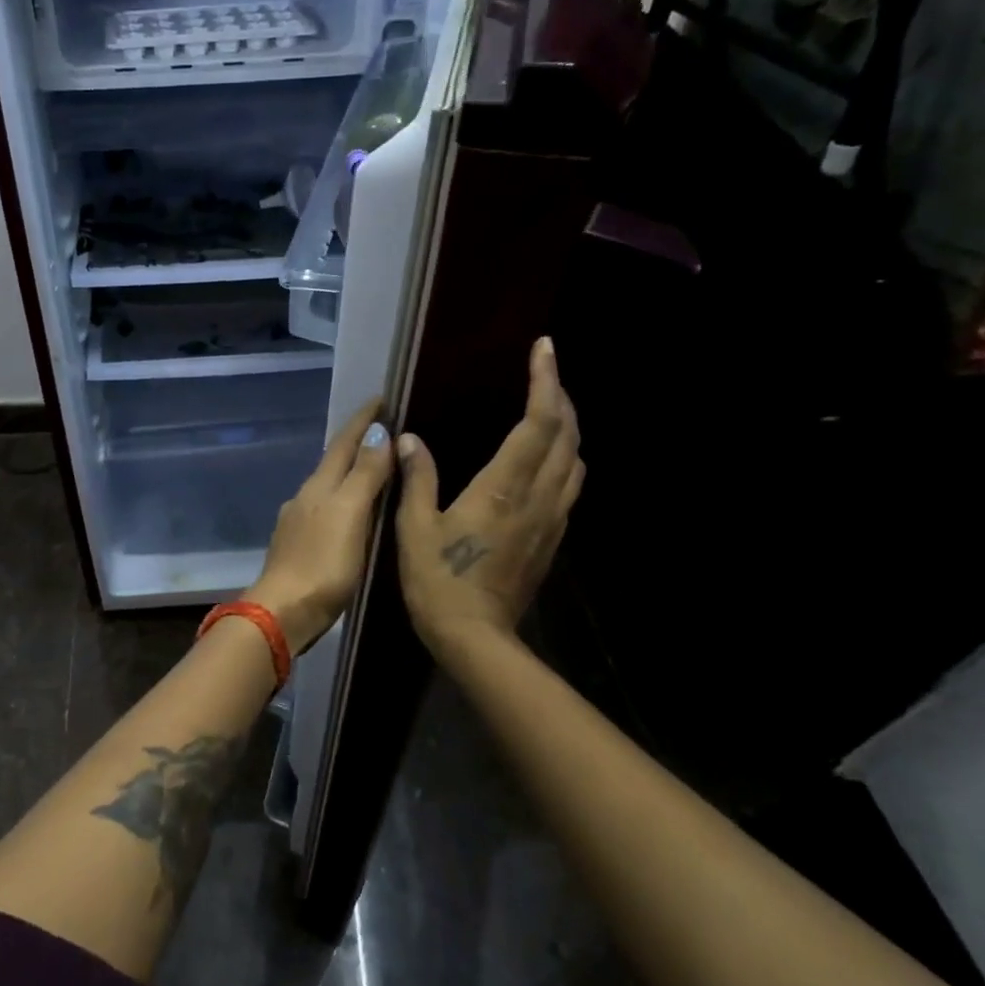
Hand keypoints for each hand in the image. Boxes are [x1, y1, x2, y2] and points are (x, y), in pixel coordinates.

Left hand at [246, 399, 395, 654]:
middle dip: (357, 441)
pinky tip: (352, 513)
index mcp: (319, 486)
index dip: (362, 419)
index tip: (381, 397)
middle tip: (384, 426)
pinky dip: (344, 500)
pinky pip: (327, 511)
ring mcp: (299, 522)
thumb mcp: (350, 515)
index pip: (343, 442)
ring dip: (351, 471)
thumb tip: (377, 432)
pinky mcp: (299, 547)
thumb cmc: (323, 563)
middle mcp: (305, 497)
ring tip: (375, 466)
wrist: (283, 612)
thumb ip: (364, 474)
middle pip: (334, 461)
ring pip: (329, 486)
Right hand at [394, 337, 583, 655]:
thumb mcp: (415, 528)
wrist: (476, 638)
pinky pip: (569, 485)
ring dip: (569, 427)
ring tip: (549, 409)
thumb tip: (408, 440)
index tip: (543, 348)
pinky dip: (565, 457)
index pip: (538, 423)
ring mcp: (551, 520)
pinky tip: (545, 460)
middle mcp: (537, 497)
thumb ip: (417, 479)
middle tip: (544, 371)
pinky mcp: (551, 539)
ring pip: (576, 461)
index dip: (544, 381)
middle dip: (560, 396)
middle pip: (567, 435)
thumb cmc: (438, 580)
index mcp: (503, 488)